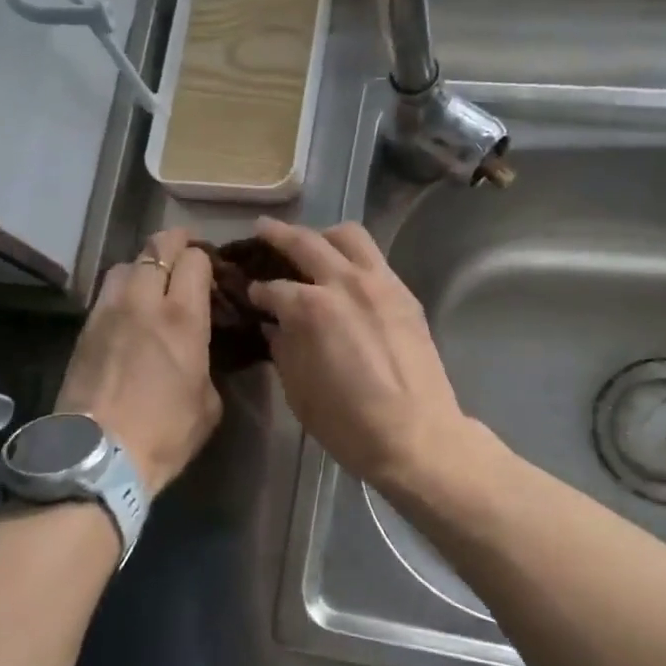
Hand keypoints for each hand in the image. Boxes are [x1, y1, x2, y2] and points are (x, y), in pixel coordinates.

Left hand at [57, 229, 220, 493]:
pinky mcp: (84, 329)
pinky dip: (122, 290)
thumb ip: (206, 366)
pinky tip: (130, 312)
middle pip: (157, 247)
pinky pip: (107, 293)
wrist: (98, 455)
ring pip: (126, 264)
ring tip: (154, 283)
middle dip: (176, 243)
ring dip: (144, 264)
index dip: (206, 259)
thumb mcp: (208, 403)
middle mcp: (143, 302)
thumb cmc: (164, 433)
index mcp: (182, 317)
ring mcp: (108, 312)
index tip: (213, 271)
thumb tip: (198, 356)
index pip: (195, 260)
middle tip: (186, 255)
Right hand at [247, 218, 471, 492]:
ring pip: (349, 236)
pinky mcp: (405, 295)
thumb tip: (277, 328)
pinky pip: (375, 260)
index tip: (250, 293)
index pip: (273, 288)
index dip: (256, 291)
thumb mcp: (298, 391)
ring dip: (324, 235)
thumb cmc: (348, 423)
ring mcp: (380, 284)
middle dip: (278, 234)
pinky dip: (355, 258)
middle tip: (262, 230)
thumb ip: (284, 350)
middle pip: (306, 242)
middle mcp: (344, 283)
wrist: (415, 435)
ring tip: (312, 243)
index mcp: (311, 309)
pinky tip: (347, 275)